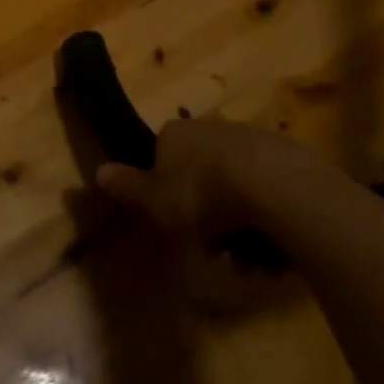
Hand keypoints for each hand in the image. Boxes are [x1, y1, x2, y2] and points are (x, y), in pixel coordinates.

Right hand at [95, 117, 317, 244]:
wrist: (274, 186)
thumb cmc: (203, 195)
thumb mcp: (156, 201)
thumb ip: (127, 187)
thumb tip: (98, 171)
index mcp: (175, 133)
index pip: (162, 154)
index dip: (165, 189)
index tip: (174, 220)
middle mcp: (210, 128)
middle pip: (200, 174)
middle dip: (204, 212)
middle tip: (211, 247)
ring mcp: (249, 139)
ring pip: (234, 187)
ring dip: (236, 223)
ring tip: (245, 256)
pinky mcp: (284, 156)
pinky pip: (266, 193)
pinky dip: (264, 218)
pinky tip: (271, 244)